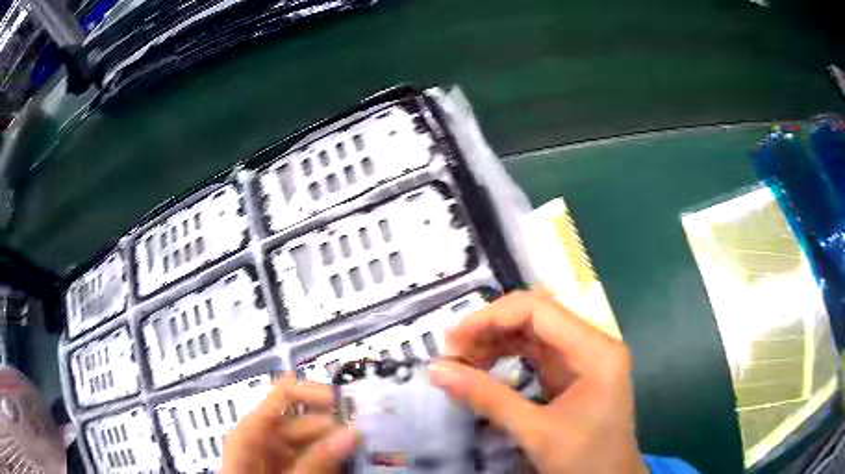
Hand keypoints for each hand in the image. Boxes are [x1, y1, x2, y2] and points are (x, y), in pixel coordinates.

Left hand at [221, 376, 357, 473]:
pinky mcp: (290, 467)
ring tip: (367, 455)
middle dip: (338, 429)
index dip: (318, 393)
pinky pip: (316, 457)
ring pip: (315, 440)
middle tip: (370, 439)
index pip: (284, 393)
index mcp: (252, 431)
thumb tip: (353, 432)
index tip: (351, 406)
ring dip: (340, 447)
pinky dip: (334, 460)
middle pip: (306, 420)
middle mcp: (264, 437)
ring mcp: (277, 454)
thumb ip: (318, 461)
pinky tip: (352, 465)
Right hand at [429, 291, 646, 473]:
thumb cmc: (585, 459)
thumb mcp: (536, 432)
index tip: (451, 340)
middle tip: (451, 353)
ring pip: (532, 331)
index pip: (538, 309)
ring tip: (461, 361)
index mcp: (596, 350)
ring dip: (494, 341)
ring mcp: (583, 355)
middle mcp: (592, 342)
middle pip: (535, 315)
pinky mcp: (573, 370)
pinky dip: (506, 356)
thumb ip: (488, 398)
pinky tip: (483, 368)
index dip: (490, 317)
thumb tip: (436, 371)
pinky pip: (535, 351)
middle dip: (489, 329)